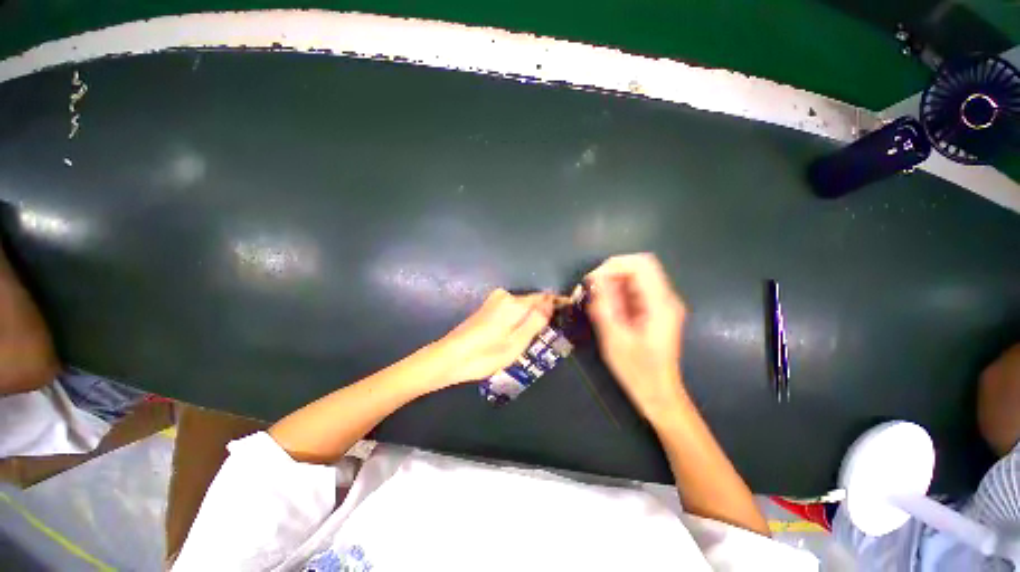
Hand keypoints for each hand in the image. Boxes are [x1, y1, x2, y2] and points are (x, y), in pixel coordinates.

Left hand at [434, 289, 554, 385]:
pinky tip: (515, 333)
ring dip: (529, 318)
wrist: (451, 357)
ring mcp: (495, 300)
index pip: (544, 297)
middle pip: (533, 301)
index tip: (567, 315)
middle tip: (547, 335)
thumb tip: (552, 303)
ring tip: (533, 338)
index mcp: (515, 302)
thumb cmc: (486, 354)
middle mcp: (505, 295)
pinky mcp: (488, 306)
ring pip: (522, 306)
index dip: (556, 305)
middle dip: (542, 314)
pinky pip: (511, 309)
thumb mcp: (517, 342)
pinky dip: (517, 319)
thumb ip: (536, 321)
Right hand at [586, 253, 687, 419]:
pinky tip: (607, 306)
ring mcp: (662, 303)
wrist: (658, 392)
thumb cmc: (637, 370)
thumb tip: (594, 279)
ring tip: (596, 299)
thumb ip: (604, 305)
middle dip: (611, 272)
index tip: (592, 281)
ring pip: (636, 276)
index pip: (640, 264)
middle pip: (639, 266)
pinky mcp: (656, 309)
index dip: (613, 265)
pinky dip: (617, 291)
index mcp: (660, 304)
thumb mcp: (614, 338)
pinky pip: (635, 289)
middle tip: (591, 288)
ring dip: (613, 282)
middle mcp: (665, 298)